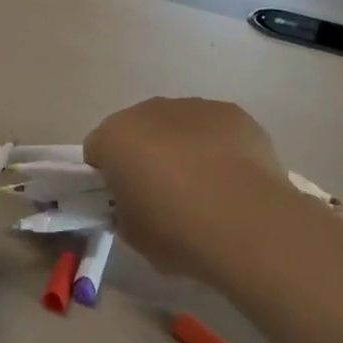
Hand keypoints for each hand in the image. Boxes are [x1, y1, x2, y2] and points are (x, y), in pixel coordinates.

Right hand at [84, 98, 298, 283]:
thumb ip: (124, 211)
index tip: (123, 200)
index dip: (107, 175)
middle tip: (163, 195)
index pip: (97, 149)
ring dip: (182, 148)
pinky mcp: (232, 113)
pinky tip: (233, 179)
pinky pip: (215, 128)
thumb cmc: (176, 231)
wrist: (245, 222)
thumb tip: (135, 205)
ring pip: (178, 125)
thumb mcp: (132, 235)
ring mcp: (193, 107)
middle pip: (138, 130)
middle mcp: (149, 111)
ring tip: (206, 189)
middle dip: (145, 155)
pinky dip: (218, 146)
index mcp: (115, 137)